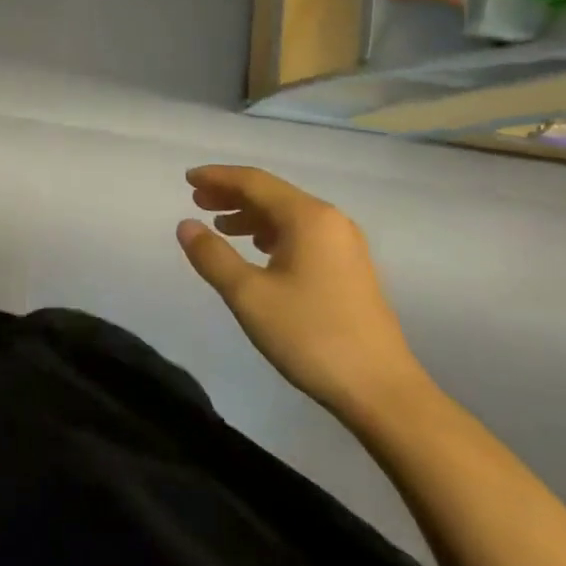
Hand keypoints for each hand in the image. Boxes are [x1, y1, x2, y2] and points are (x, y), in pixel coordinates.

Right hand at [176, 165, 426, 419]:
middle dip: (232, 194)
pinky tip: (256, 249)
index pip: (254, 182)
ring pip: (287, 215)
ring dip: (250, 215)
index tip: (186, 178)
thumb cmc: (309, 335)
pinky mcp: (348, 268)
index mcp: (308, 218)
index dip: (218, 177)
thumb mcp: (249, 295)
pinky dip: (271, 233)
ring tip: (219, 224)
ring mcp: (344, 245)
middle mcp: (330, 221)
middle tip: (196, 199)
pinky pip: (301, 234)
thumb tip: (186, 225)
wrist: (379, 388)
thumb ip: (213, 256)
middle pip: (272, 194)